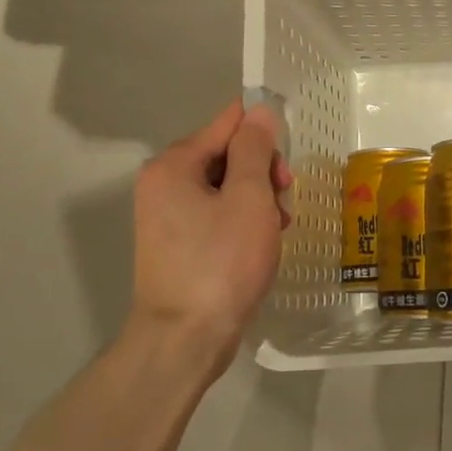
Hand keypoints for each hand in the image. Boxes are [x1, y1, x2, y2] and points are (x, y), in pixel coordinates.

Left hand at [125, 99, 292, 383]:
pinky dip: (243, 221)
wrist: (187, 338)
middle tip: (284, 197)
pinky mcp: (179, 245)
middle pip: (226, 155)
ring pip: (226, 187)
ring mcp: (168, 217)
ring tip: (277, 227)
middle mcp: (163, 184)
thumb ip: (254, 149)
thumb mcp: (248, 197)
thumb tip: (258, 112)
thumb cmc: (221, 262)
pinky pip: (217, 215)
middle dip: (262, 171)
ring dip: (258, 199)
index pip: (226, 123)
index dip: (263, 133)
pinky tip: (262, 243)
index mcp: (173, 165)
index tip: (288, 160)